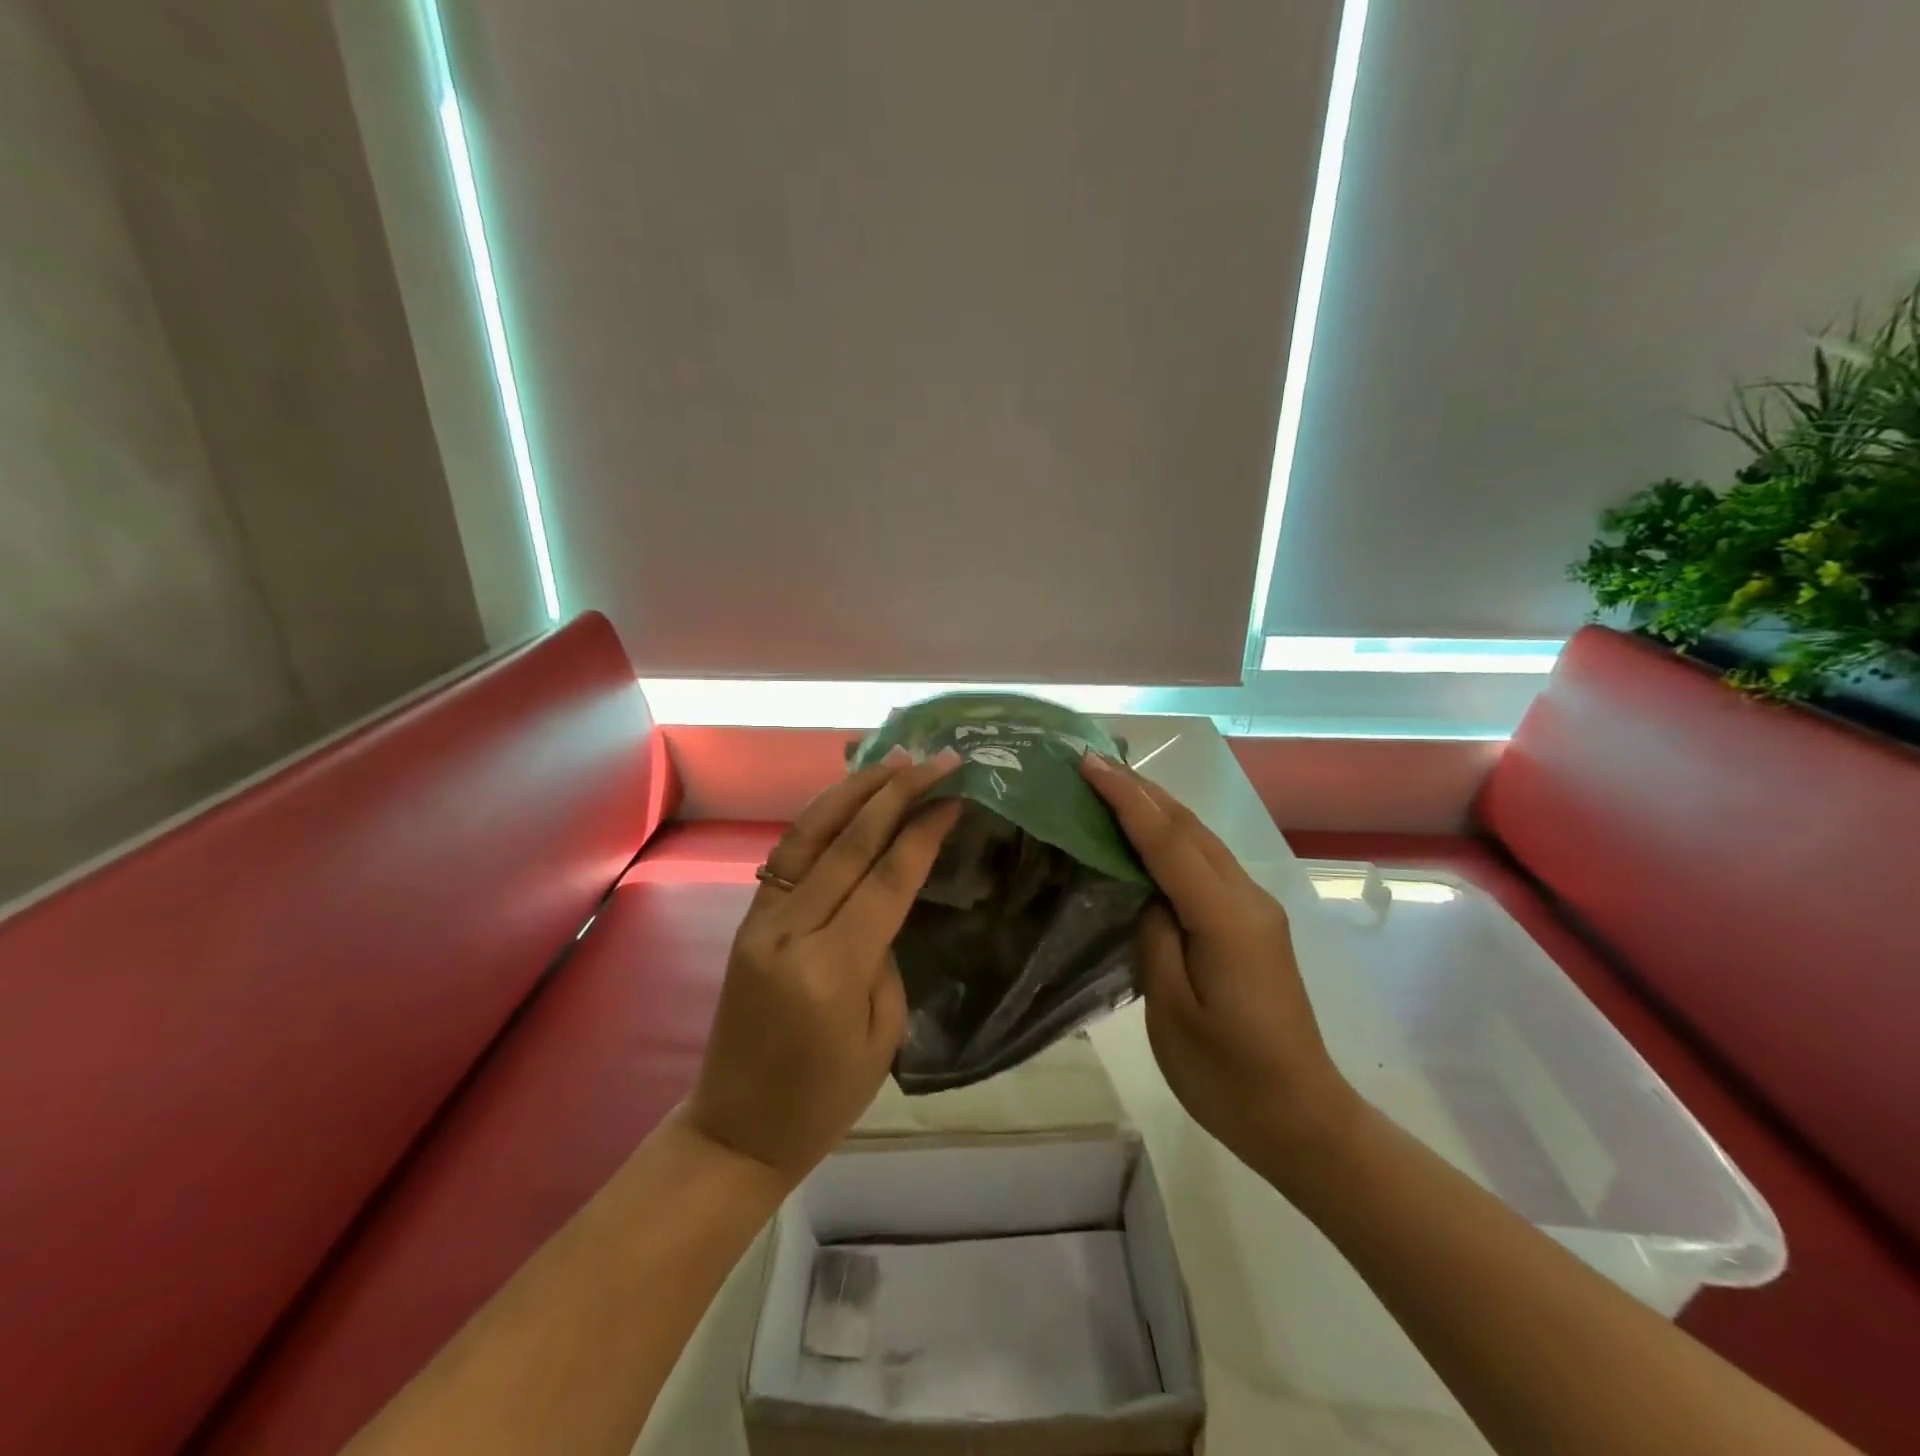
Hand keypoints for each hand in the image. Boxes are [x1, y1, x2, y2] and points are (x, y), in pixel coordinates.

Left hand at [686, 747, 963, 1187]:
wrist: (736, 1130)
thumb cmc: (824, 1099)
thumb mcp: (882, 1034)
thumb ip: (886, 956)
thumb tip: (883, 901)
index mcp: (832, 969)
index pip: (886, 878)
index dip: (923, 832)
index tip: (954, 796)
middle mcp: (791, 931)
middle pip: (849, 843)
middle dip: (896, 793)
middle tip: (934, 759)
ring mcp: (762, 921)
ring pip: (810, 835)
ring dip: (853, 791)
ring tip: (890, 759)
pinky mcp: (748, 920)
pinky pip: (788, 856)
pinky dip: (821, 818)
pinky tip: (847, 799)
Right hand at [1079, 754, 1360, 1178]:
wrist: (1301, 1118)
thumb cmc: (1228, 1076)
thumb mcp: (1173, 1011)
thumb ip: (1155, 937)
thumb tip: (1149, 895)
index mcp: (1226, 918)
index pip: (1168, 840)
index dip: (1126, 798)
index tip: (1089, 763)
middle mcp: (1247, 898)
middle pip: (1190, 828)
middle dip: (1141, 790)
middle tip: (1092, 763)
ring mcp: (1255, 909)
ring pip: (1201, 840)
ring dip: (1157, 809)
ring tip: (1112, 787)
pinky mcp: (1252, 924)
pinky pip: (1206, 865)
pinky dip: (1172, 839)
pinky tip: (1147, 839)